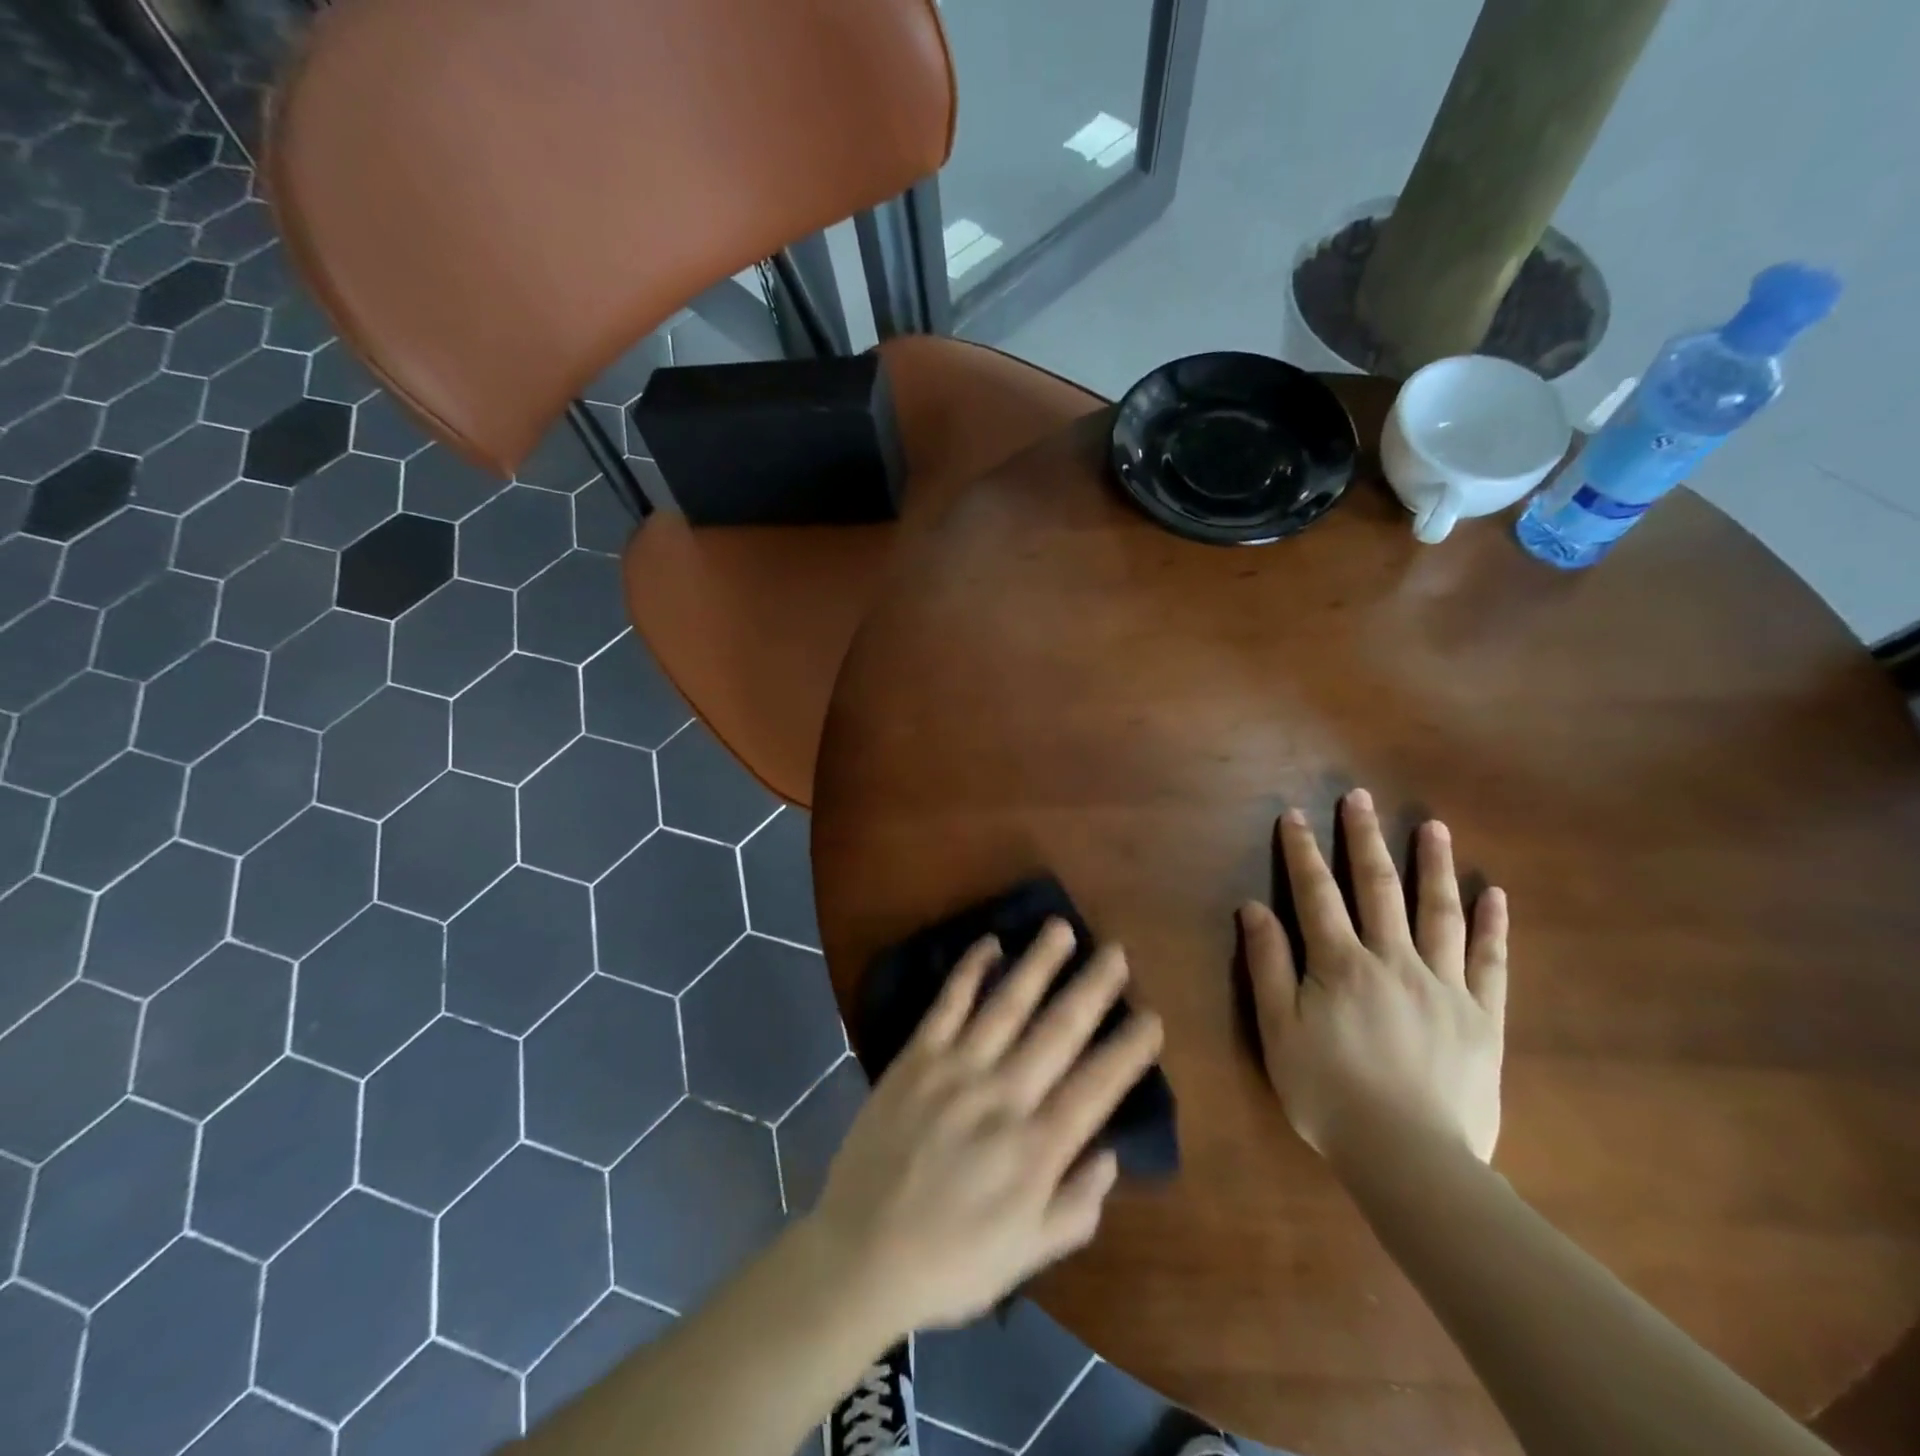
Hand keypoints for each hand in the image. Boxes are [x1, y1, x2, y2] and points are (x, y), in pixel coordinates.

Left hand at [808, 921, 1163, 1334]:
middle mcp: (1003, 1098)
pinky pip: (948, 1004)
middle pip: (1058, 1032)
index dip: (1128, 1050)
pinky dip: (969, 971)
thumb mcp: (1027, 1257)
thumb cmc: (951, 1261)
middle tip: (1118, 953)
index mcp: (1036, 1150)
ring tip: (1061, 929)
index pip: (1096, 1086)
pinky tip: (990, 943)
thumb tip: (1110, 1153)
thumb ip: (1076, 1207)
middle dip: (1093, 989)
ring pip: (1007, 1005)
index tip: (1152, 1017)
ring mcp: (956, 1071)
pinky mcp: (916, 1058)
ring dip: (1038, 964)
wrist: (860, 1252)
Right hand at [1240, 788, 1507, 1163]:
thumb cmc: (1329, 1093)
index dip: (1303, 852)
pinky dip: (1493, 927)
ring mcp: (1444, 986)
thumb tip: (1253, 907)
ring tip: (1433, 827)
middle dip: (1366, 839)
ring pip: (1439, 913)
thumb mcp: (1278, 1030)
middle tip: (1361, 798)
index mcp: (1341, 964)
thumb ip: (1268, 964)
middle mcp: (1394, 961)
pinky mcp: (1482, 1018)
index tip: (1295, 814)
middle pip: (1378, 889)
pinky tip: (1494, 894)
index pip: (1317, 894)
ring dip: (1434, 866)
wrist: (1409, 1158)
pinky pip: (1491, 964)